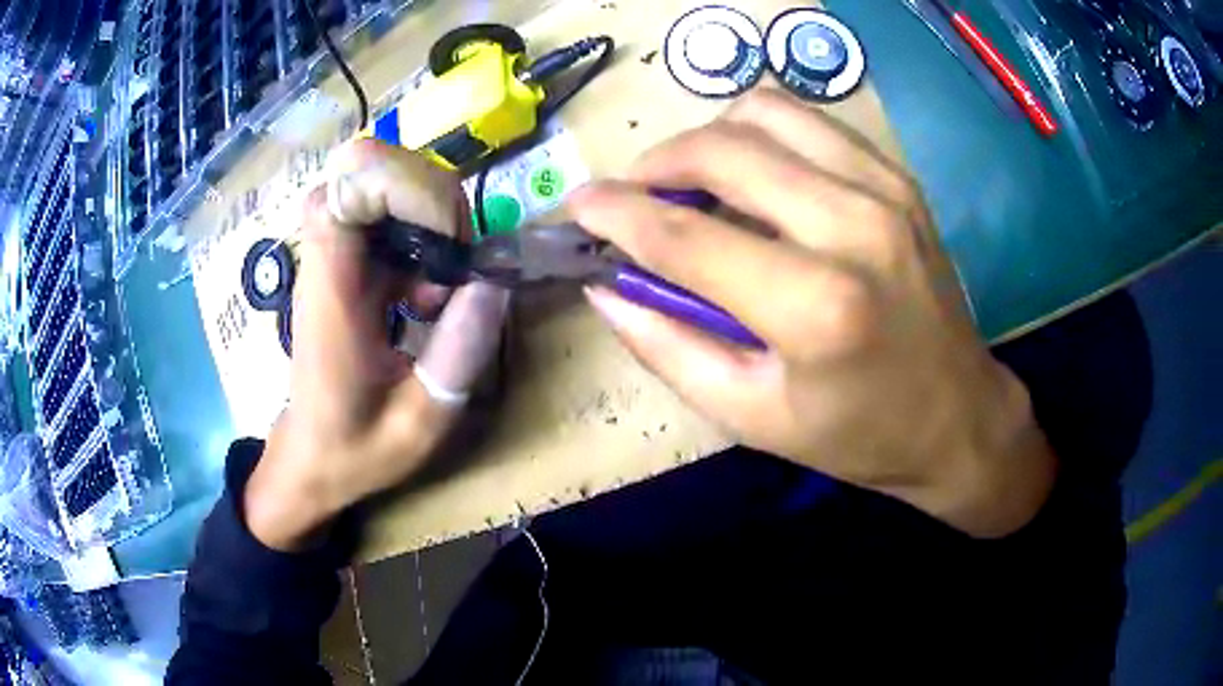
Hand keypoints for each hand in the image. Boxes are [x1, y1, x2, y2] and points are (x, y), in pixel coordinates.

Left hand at [245, 140, 509, 550]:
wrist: (311, 458)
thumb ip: (458, 356)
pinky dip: (424, 236)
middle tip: (455, 262)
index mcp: (331, 291)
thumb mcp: (420, 423)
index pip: (349, 184)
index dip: (407, 186)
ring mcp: (336, 256)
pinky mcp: (348, 263)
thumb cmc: (354, 449)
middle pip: (369, 164)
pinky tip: (430, 293)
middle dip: (430, 197)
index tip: (449, 246)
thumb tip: (496, 281)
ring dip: (430, 215)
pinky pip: (388, 213)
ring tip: (445, 284)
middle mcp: (327, 258)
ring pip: (382, 180)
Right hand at [571, 90, 1053, 536]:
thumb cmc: (858, 435)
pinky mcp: (896, 177)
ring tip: (692, 182)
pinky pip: (808, 120)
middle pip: (721, 149)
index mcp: (814, 307)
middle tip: (632, 197)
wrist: (959, 417)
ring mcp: (882, 190)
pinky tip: (753, 173)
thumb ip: (667, 346)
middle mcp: (852, 226)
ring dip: (707, 139)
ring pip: (763, 112)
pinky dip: (761, 133)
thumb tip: (604, 287)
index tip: (575, 206)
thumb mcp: (751, 417)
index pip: (684, 234)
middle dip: (653, 163)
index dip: (614, 213)